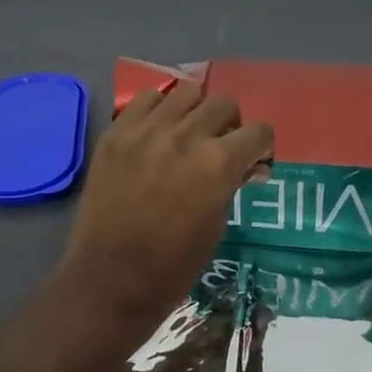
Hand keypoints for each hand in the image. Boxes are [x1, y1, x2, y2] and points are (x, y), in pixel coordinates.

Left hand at [61, 80, 273, 332]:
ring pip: (186, 92)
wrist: (109, 279)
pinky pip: (145, 99)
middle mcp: (185, 136)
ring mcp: (146, 130)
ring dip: (195, 111)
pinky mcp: (116, 133)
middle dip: (231, 125)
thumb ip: (232, 185)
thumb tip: (248, 166)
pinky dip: (159, 110)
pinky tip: (157, 132)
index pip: (258, 131)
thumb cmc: (172, 266)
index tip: (253, 160)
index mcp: (218, 164)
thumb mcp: (217, 226)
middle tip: (220, 148)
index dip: (261, 147)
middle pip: (224, 104)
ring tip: (187, 134)